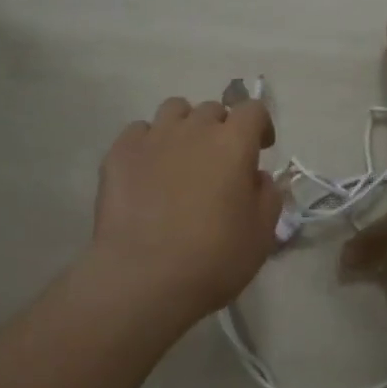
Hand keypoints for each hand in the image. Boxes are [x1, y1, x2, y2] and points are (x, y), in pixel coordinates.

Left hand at [90, 95, 282, 326]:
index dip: (260, 125)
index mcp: (233, 143)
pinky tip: (148, 169)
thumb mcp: (262, 234)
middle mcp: (194, 129)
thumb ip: (267, 196)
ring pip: (174, 110)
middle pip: (212, 109)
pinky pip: (138, 131)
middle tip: (220, 161)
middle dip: (222, 128)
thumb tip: (256, 176)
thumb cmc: (213, 258)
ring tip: (182, 157)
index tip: (260, 149)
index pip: (253, 109)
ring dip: (185, 126)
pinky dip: (149, 142)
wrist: (144, 278)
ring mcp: (153, 138)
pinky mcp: (119, 153)